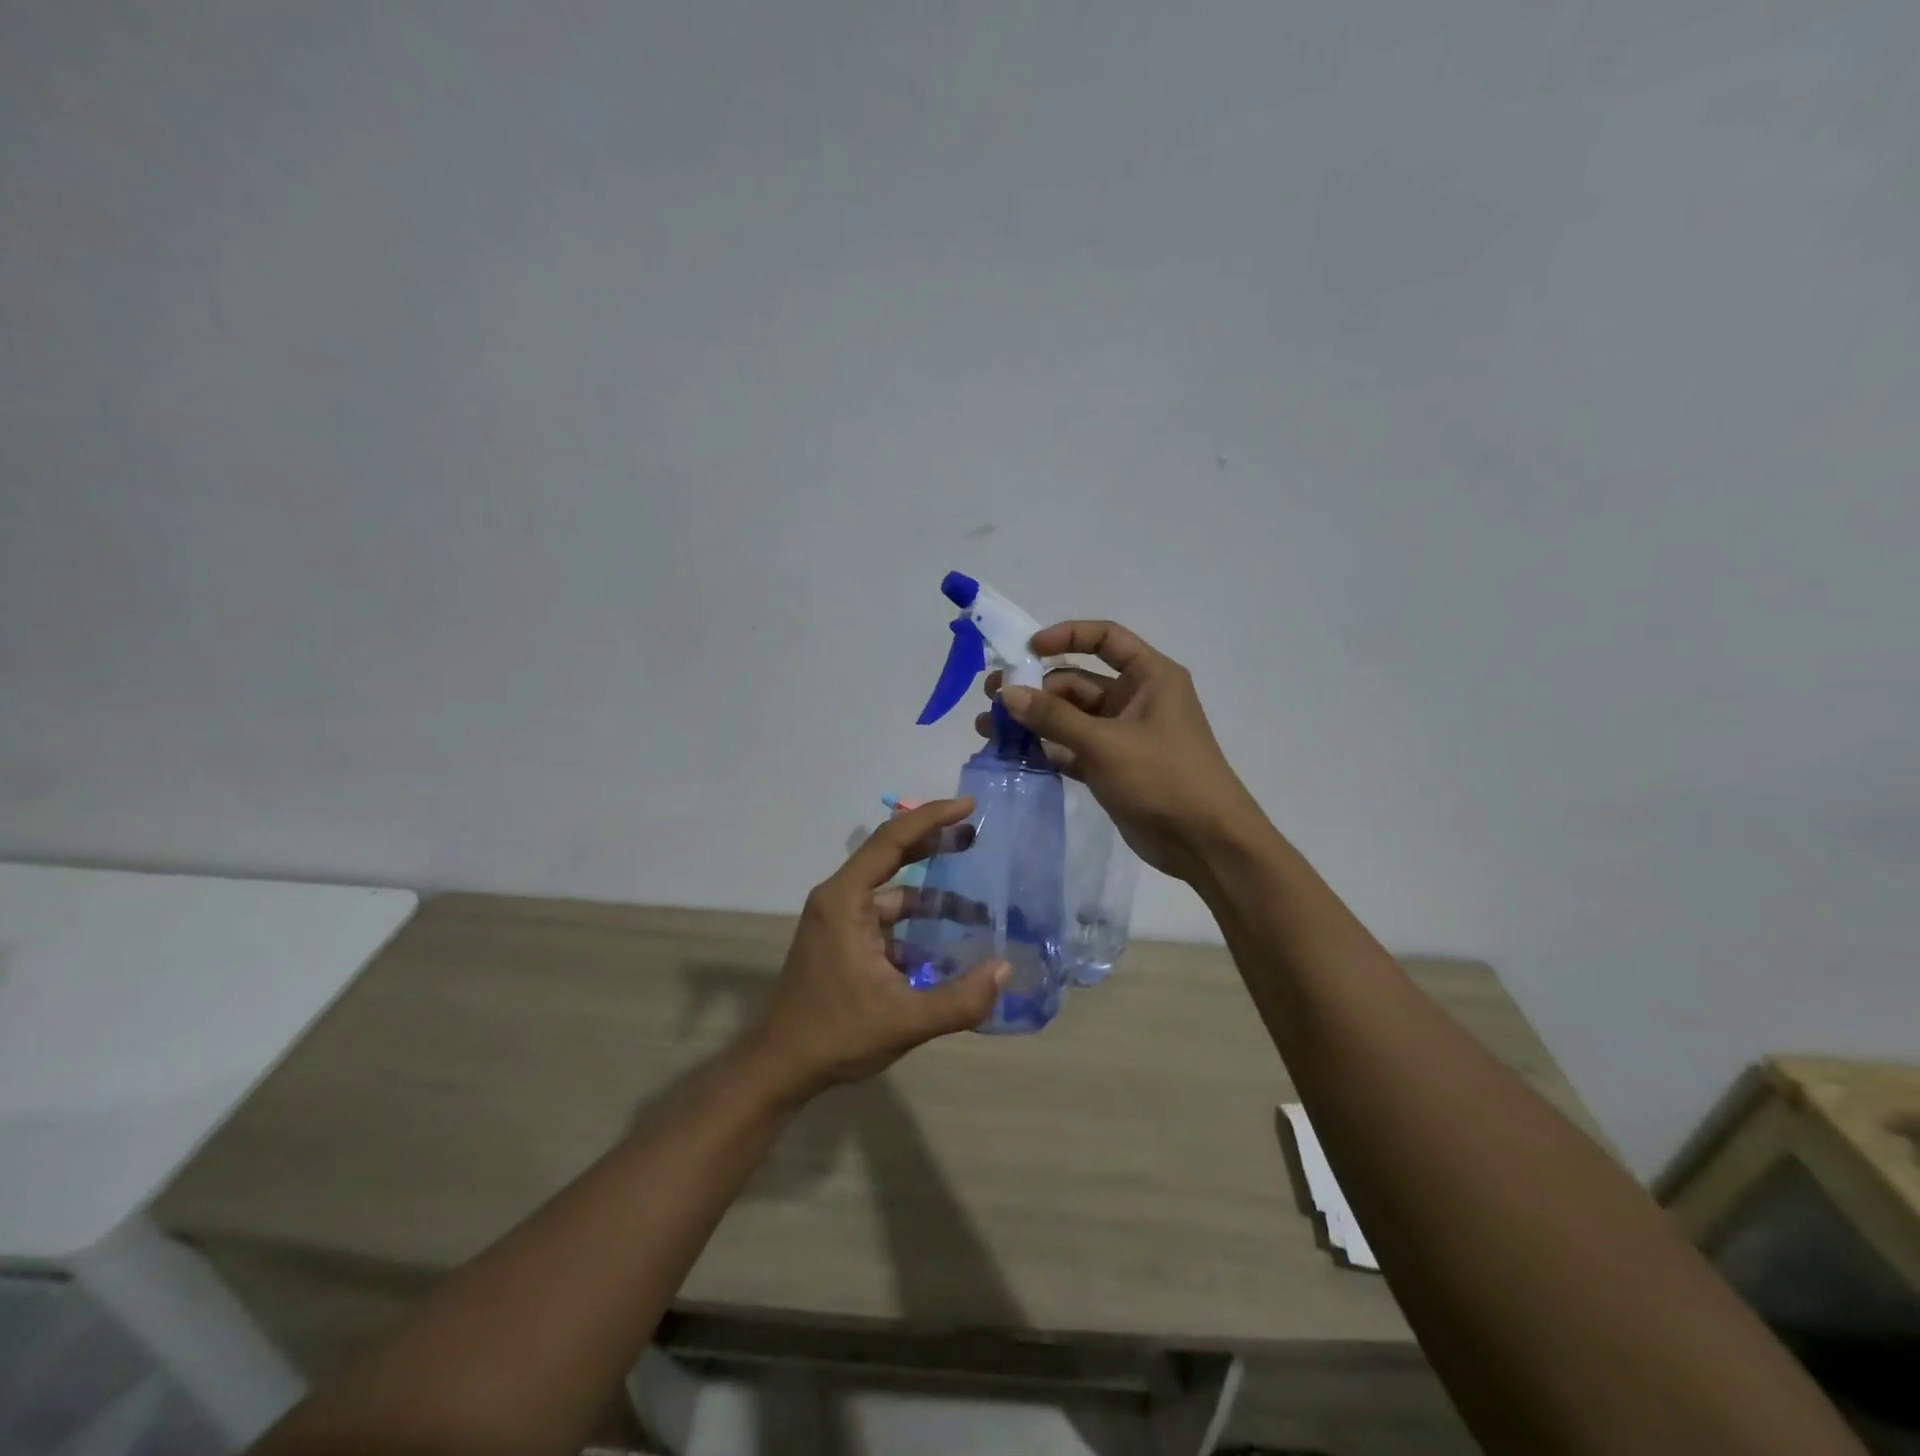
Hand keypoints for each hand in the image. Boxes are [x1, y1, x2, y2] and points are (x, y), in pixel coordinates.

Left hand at [747, 798, 1008, 1097]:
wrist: (781, 1067)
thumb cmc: (835, 1034)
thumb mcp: (903, 1020)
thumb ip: (959, 1000)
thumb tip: (1004, 972)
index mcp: (845, 900)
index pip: (891, 841)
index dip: (931, 818)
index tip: (969, 806)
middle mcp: (840, 899)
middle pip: (891, 856)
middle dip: (935, 844)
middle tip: (976, 836)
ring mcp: (840, 921)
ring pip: (893, 893)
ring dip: (933, 898)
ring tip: (978, 910)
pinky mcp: (844, 942)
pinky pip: (887, 920)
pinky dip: (918, 926)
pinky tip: (949, 948)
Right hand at [975, 621, 1261, 880]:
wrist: (1206, 843)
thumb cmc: (1164, 778)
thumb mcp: (1106, 743)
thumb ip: (1054, 717)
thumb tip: (1007, 692)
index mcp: (1150, 677)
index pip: (1106, 639)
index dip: (1066, 636)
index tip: (1027, 649)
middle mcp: (1136, 699)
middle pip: (1078, 681)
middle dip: (1035, 688)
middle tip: (990, 697)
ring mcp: (1122, 735)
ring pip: (1070, 717)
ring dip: (1033, 720)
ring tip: (986, 726)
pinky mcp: (1111, 767)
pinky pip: (1071, 748)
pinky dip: (1044, 748)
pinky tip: (1008, 752)